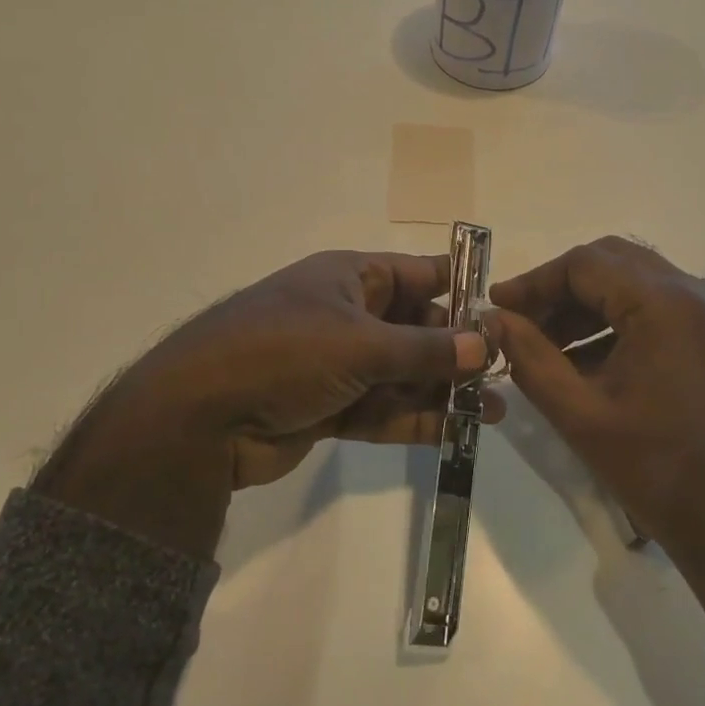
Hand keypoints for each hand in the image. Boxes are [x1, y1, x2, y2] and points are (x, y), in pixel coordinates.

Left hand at [35, 251, 496, 555]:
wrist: (200, 416)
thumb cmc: (284, 352)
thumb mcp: (361, 344)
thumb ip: (426, 349)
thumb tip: (486, 344)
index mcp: (350, 278)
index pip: (417, 274)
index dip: (459, 290)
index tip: (502, 312)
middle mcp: (346, 315)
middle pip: (414, 328)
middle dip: (456, 350)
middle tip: (504, 372)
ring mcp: (336, 363)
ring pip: (402, 373)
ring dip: (443, 390)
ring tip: (494, 410)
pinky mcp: (328, 407)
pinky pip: (382, 408)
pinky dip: (415, 419)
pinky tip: (458, 430)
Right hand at [488, 237, 704, 660]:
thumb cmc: (661, 470)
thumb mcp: (581, 414)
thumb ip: (530, 358)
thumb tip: (494, 320)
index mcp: (666, 302)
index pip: (585, 263)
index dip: (535, 282)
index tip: (498, 309)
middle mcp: (697, 292)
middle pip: (613, 263)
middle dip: (560, 289)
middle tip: (521, 323)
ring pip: (636, 283)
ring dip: (588, 306)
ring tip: (546, 347)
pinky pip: (659, 308)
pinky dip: (618, 322)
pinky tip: (587, 361)